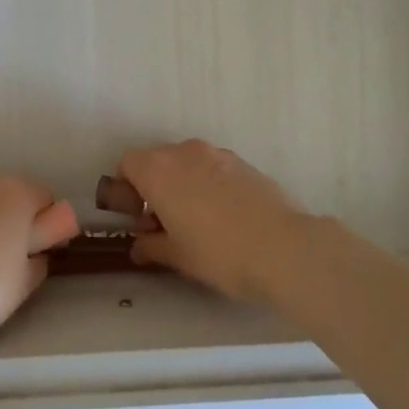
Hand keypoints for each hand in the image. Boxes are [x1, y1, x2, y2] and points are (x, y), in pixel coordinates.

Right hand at [120, 141, 314, 302]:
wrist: (282, 247)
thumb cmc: (218, 253)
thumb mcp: (177, 256)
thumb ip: (151, 246)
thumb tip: (139, 246)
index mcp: (158, 170)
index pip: (127, 164)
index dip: (126, 189)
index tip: (137, 218)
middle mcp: (184, 152)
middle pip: (157, 160)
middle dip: (154, 187)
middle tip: (163, 223)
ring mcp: (217, 154)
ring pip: (187, 163)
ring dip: (182, 184)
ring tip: (196, 221)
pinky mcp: (244, 163)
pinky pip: (213, 168)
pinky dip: (208, 184)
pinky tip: (224, 217)